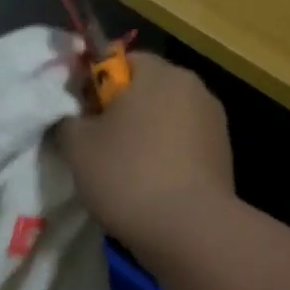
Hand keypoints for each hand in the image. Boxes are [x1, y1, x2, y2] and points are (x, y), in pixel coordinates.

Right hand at [55, 53, 233, 257]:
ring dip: (143, 134)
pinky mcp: (222, 154)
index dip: (92, 83)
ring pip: (164, 118)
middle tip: (94, 144)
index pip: (117, 59)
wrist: (189, 229)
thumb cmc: (127, 175)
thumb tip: (74, 115)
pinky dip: (163, 156)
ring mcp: (213, 121)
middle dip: (119, 110)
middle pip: (144, 88)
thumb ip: (68, 119)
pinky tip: (148, 185)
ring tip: (121, 170)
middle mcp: (191, 87)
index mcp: (157, 73)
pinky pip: (181, 144)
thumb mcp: (77, 146)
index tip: (78, 114)